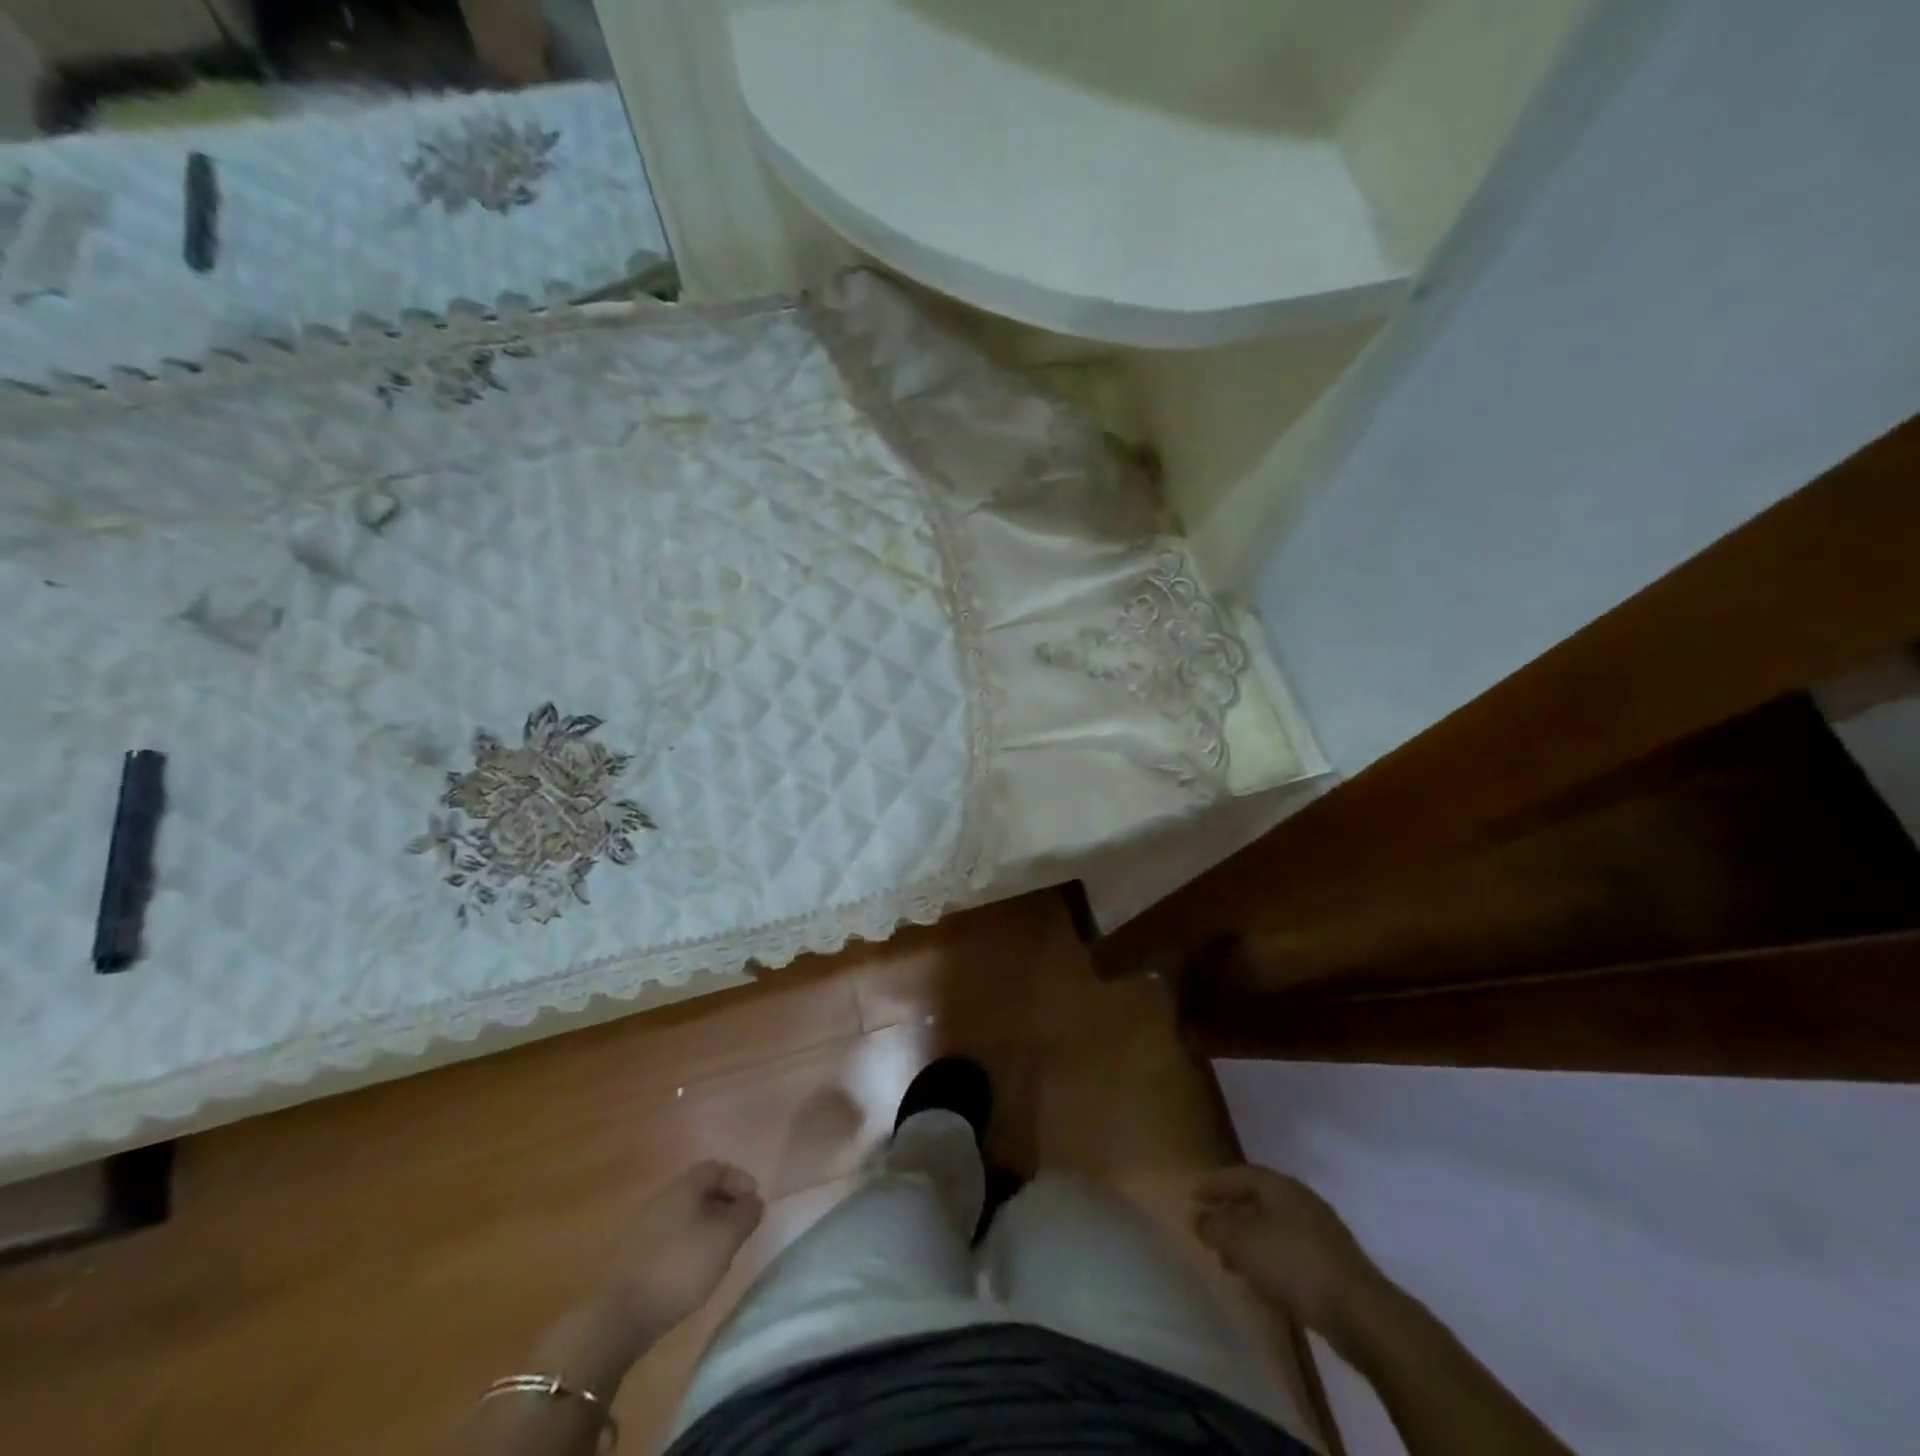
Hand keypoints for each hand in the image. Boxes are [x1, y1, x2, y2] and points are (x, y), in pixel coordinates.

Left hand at [603, 1160, 764, 1343]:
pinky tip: (692, 1268)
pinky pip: (669, 1235)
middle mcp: (662, 1196)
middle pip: (699, 1189)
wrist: (618, 1316)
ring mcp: (643, 1225)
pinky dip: (687, 1243)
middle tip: (740, 1227)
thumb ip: (746, 1214)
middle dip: (724, 1204)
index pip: (717, 1168)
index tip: (754, 1203)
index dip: (739, 1180)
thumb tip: (753, 1201)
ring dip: (706, 1225)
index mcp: (684, 1186)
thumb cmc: (680, 1268)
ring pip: (684, 1213)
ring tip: (719, 1251)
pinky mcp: (632, 1254)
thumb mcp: (725, 1238)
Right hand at [1193, 1165, 1379, 1330]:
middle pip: (1257, 1198)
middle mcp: (1300, 1199)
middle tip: (1210, 1228)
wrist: (1360, 1312)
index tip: (1193, 1196)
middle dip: (1231, 1212)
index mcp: (1279, 1185)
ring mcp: (1321, 1231)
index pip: (1238, 1174)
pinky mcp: (1332, 1262)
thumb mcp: (1242, 1243)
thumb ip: (1215, 1227)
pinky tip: (1262, 1280)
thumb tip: (1200, 1219)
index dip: (1214, 1184)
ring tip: (1230, 1260)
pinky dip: (1269, 1257)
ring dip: (1249, 1238)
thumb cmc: (1294, 1264)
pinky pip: (1290, 1249)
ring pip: (1273, 1226)